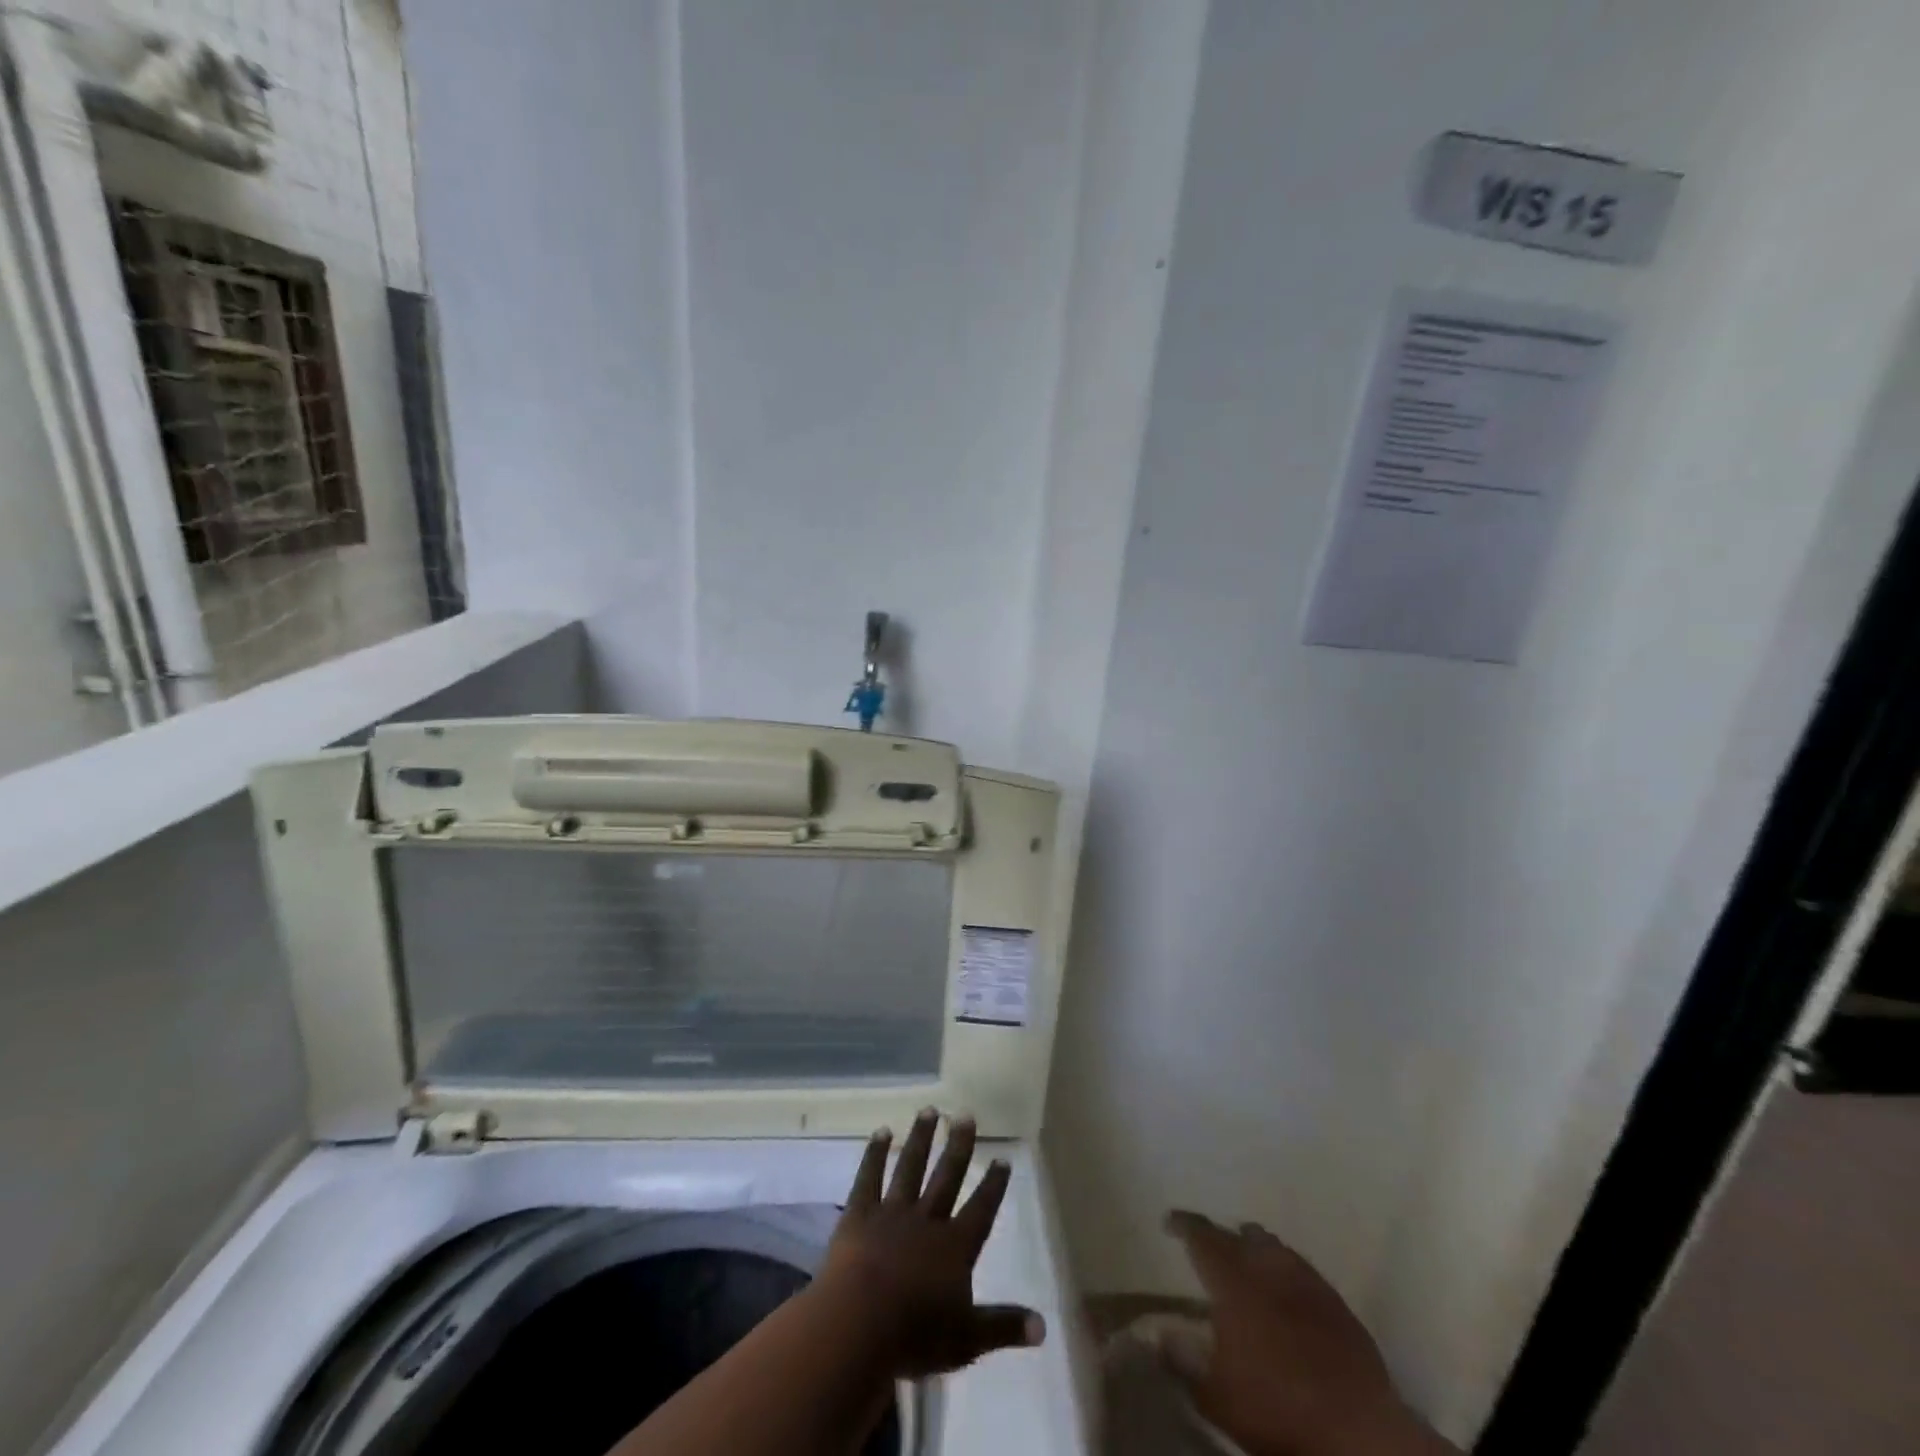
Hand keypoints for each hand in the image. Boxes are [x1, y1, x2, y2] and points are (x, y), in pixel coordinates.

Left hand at [817, 1109, 1045, 1378]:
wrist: (859, 1323)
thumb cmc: (916, 1335)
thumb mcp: (968, 1340)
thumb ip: (1004, 1327)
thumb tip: (1044, 1326)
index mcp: (955, 1246)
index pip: (981, 1209)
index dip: (993, 1185)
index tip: (1002, 1157)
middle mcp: (927, 1219)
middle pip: (947, 1176)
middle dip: (958, 1145)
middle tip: (965, 1114)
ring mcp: (892, 1212)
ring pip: (910, 1167)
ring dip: (920, 1138)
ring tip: (929, 1109)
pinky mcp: (860, 1213)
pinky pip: (869, 1177)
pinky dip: (875, 1153)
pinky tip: (881, 1132)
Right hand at [1164, 1211, 1456, 1455]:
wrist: (1359, 1433)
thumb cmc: (1277, 1410)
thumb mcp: (1216, 1396)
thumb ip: (1182, 1361)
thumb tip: (1157, 1334)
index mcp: (1233, 1280)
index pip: (1202, 1236)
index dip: (1184, 1225)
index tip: (1170, 1222)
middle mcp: (1268, 1267)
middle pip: (1239, 1236)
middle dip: (1220, 1236)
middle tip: (1207, 1245)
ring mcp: (1307, 1281)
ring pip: (1274, 1247)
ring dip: (1255, 1248)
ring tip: (1245, 1258)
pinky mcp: (1338, 1304)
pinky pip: (1302, 1270)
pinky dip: (1285, 1271)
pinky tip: (1285, 1290)